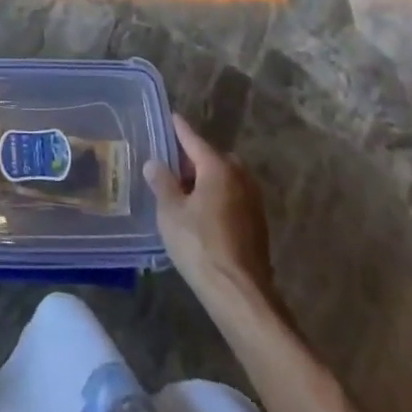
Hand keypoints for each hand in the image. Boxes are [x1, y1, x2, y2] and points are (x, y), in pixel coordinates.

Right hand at [145, 114, 274, 302]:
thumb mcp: (171, 212)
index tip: (172, 117)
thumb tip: (154, 163)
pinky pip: (233, 197)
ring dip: (207, 180)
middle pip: (213, 158)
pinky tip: (202, 215)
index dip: (179, 129)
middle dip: (193, 160)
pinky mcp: (257, 224)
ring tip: (184, 193)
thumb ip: (162, 183)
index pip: (194, 140)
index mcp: (218, 168)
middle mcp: (240, 177)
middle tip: (171, 167)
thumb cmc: (200, 246)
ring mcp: (253, 201)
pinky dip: (217, 198)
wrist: (240, 294)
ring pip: (225, 179)